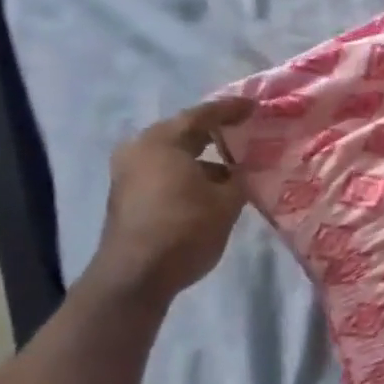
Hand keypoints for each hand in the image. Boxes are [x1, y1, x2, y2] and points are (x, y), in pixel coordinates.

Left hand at [88, 98, 253, 305]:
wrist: (136, 276)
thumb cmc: (184, 229)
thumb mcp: (226, 202)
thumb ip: (240, 178)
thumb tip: (247, 168)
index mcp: (163, 140)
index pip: (203, 115)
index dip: (232, 110)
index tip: (255, 107)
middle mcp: (140, 149)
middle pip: (185, 132)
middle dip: (217, 133)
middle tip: (246, 131)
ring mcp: (129, 173)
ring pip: (174, 155)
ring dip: (204, 158)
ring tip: (236, 164)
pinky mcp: (128, 196)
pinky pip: (164, 172)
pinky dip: (189, 173)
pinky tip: (213, 186)